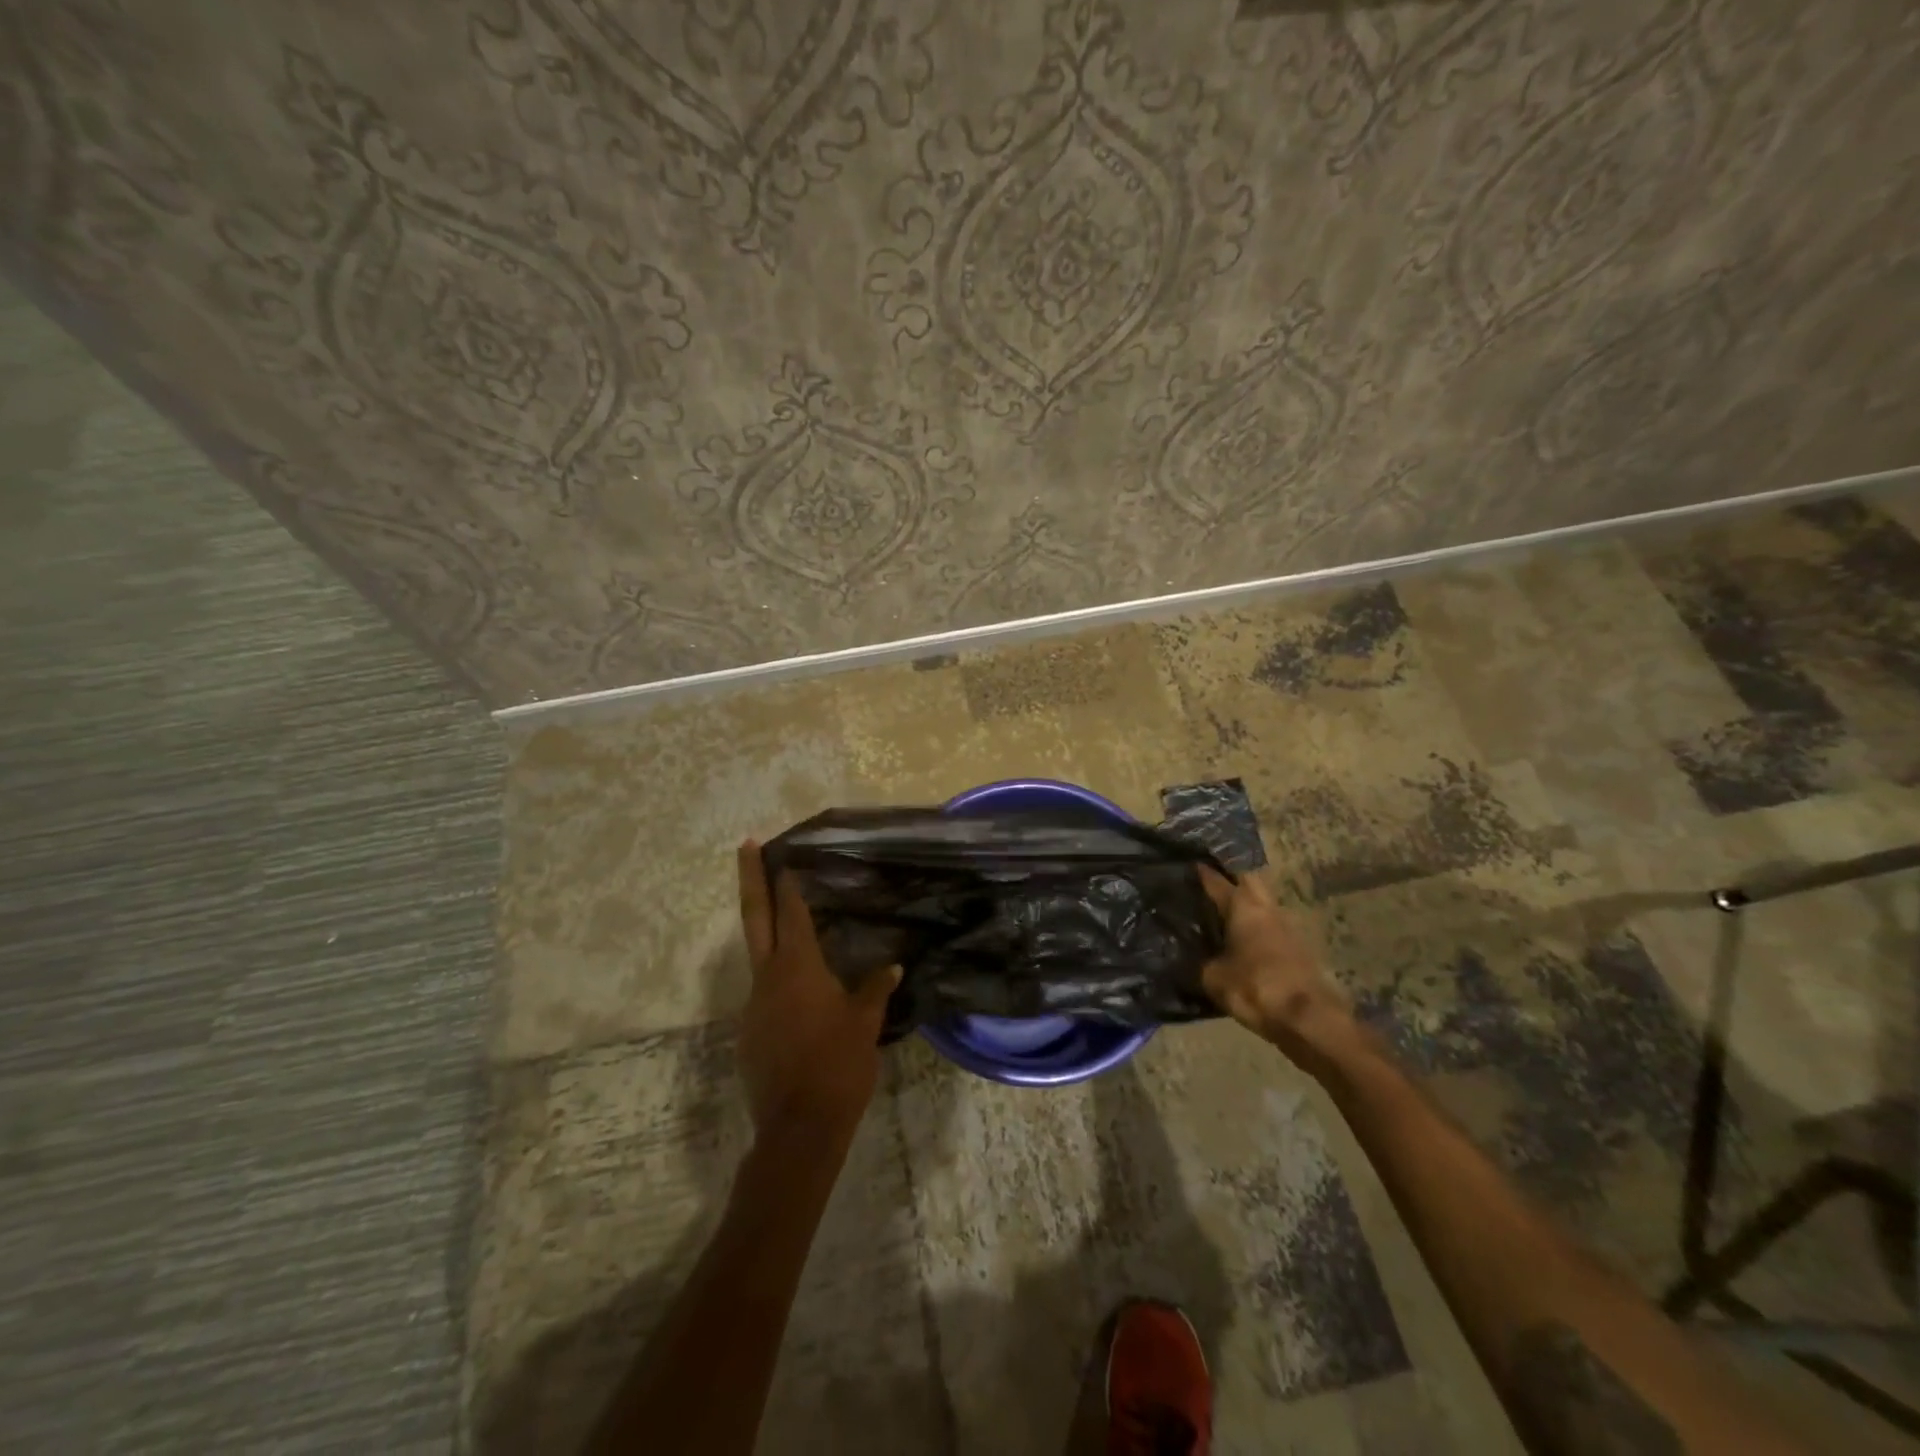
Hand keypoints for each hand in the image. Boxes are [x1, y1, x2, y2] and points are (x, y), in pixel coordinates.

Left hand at [735, 840, 899, 1141]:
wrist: (798, 1128)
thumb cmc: (838, 1065)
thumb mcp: (866, 1023)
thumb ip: (876, 989)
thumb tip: (893, 966)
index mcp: (798, 967)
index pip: (792, 912)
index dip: (788, 882)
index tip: (783, 856)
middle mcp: (767, 978)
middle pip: (755, 917)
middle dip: (750, 878)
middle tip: (746, 844)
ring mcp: (753, 1006)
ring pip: (759, 959)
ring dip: (769, 936)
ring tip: (792, 930)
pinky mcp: (750, 1033)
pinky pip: (765, 996)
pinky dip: (779, 983)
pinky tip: (802, 998)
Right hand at [1200, 867, 1352, 1070]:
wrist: (1309, 1020)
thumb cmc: (1255, 988)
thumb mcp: (1214, 978)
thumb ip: (1202, 962)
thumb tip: (1195, 958)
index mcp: (1243, 907)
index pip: (1218, 882)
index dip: (1204, 873)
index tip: (1193, 865)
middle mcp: (1267, 909)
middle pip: (1250, 880)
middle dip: (1233, 878)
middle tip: (1213, 883)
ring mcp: (1288, 928)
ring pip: (1265, 904)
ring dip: (1249, 905)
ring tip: (1226, 914)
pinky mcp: (1300, 949)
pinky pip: (1273, 927)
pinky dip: (1259, 928)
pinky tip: (1245, 942)